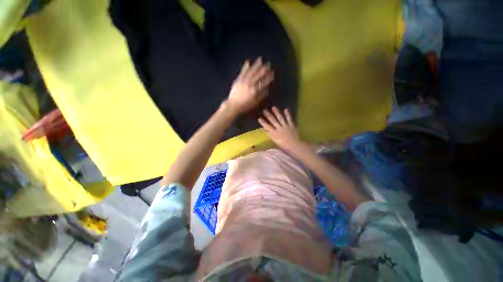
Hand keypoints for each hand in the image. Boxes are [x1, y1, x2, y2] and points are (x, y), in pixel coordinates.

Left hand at [225, 58, 273, 113]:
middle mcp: (250, 84)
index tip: (272, 73)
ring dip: (256, 65)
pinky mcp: (238, 79)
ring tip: (260, 59)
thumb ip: (261, 95)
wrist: (233, 104)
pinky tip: (248, 61)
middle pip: (258, 75)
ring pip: (251, 71)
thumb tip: (267, 89)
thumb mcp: (255, 102)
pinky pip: (243, 72)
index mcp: (255, 90)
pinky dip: (245, 66)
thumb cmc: (245, 105)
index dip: (269, 77)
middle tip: (268, 64)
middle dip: (264, 69)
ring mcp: (244, 81)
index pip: (264, 82)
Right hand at [258, 107, 305, 153]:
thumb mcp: (275, 141)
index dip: (263, 122)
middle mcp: (279, 128)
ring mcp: (286, 126)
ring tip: (273, 107)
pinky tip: (286, 109)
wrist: (295, 146)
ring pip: (280, 118)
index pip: (267, 127)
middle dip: (268, 115)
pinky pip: (289, 119)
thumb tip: (264, 129)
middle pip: (273, 121)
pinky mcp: (292, 125)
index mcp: (275, 133)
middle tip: (265, 110)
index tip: (259, 118)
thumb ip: (270, 134)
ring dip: (277, 112)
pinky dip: (287, 114)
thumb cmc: (284, 145)